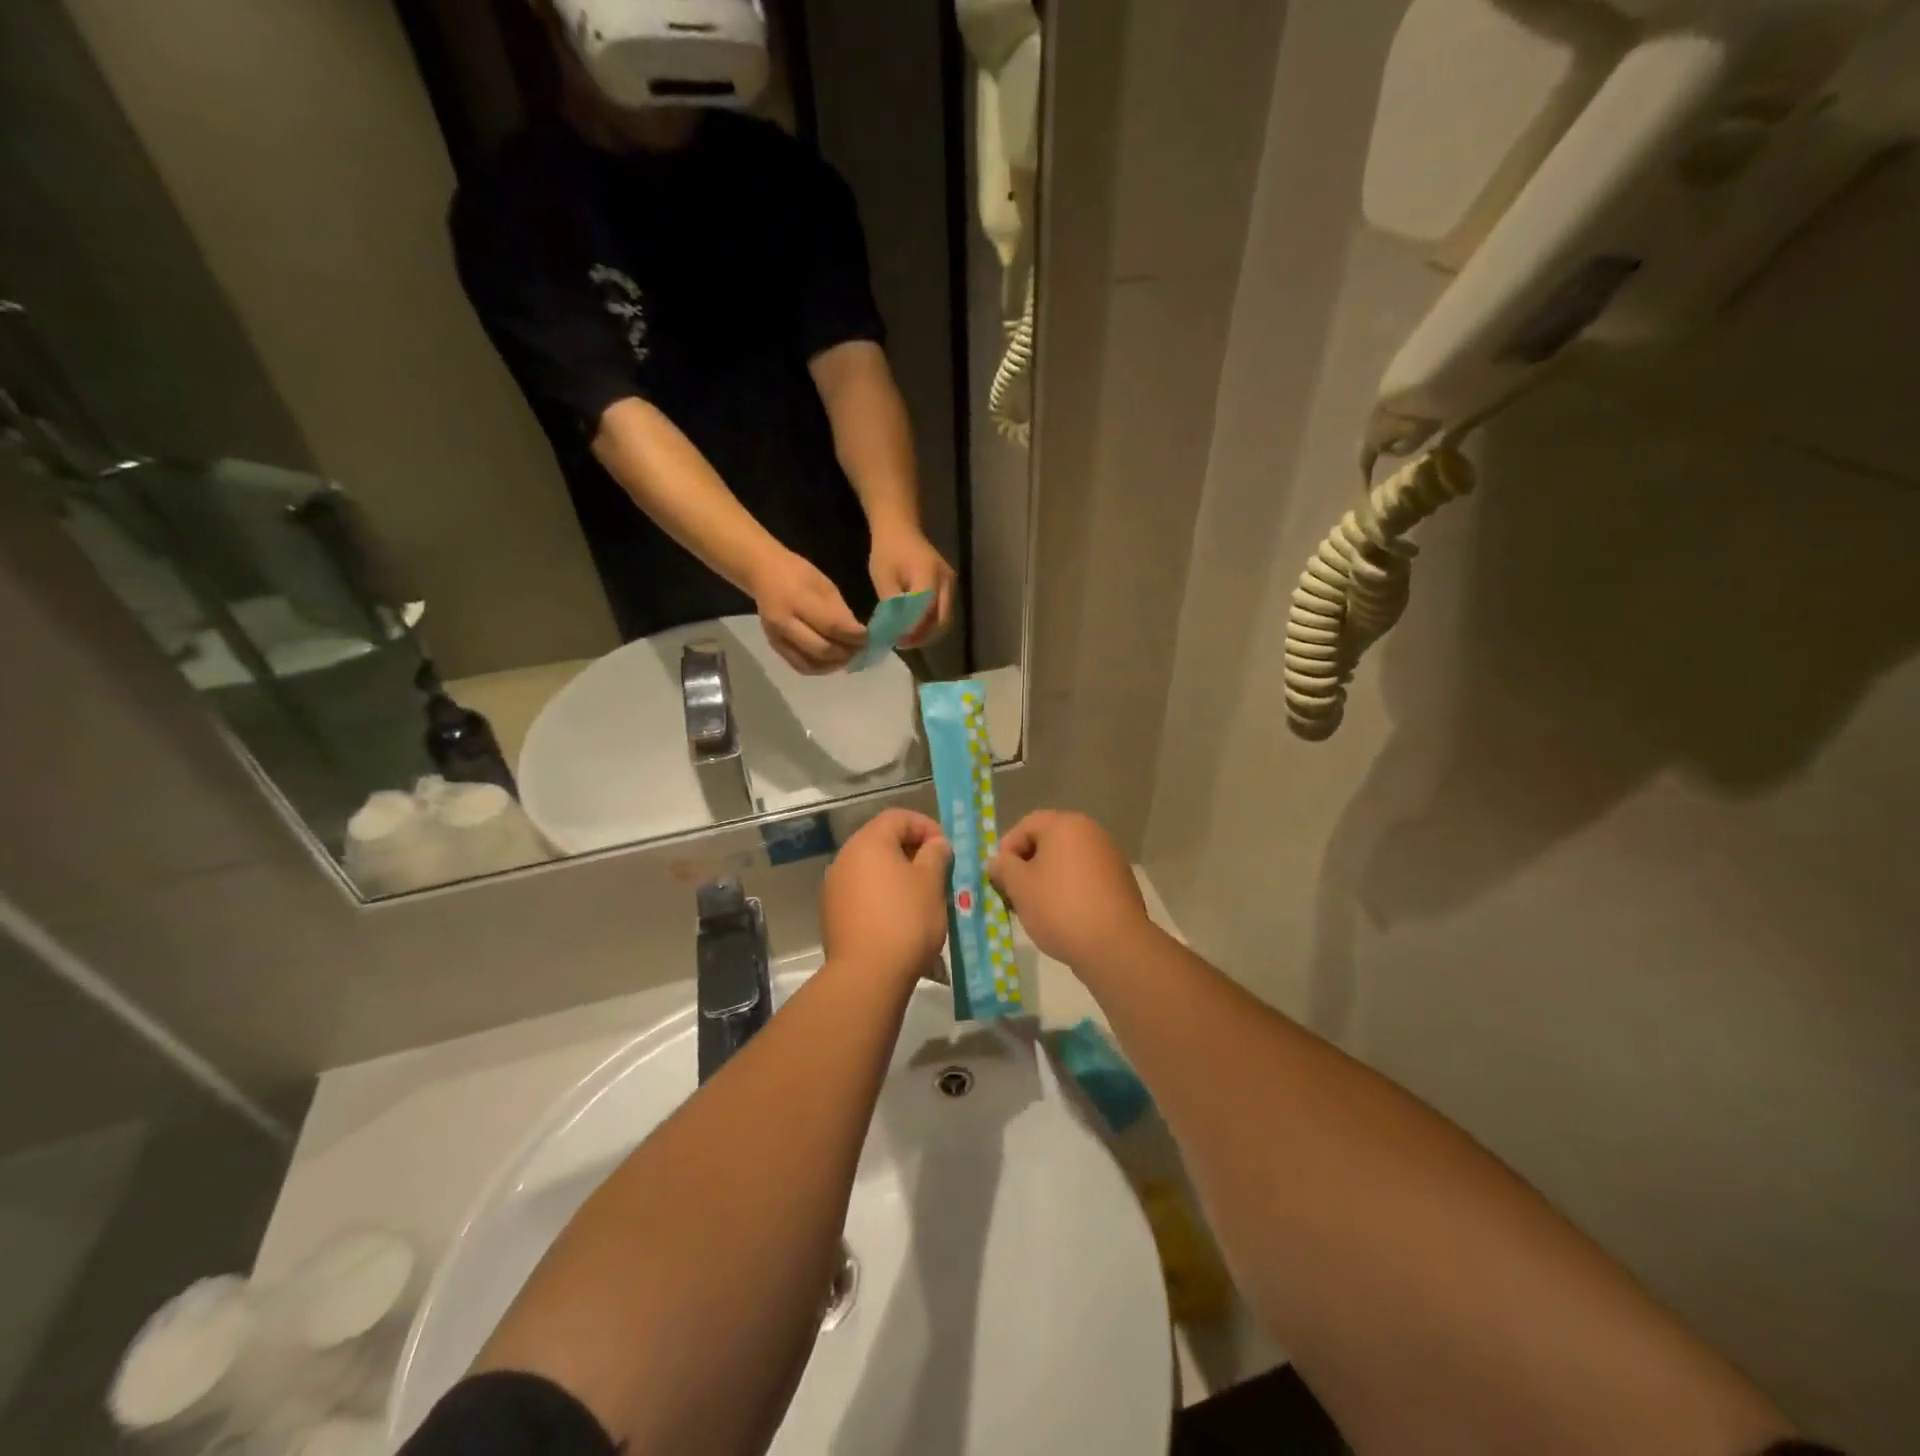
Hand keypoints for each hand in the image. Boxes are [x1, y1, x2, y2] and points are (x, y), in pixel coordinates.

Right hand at [750, 549, 865, 674]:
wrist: (763, 574)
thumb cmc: (798, 574)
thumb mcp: (824, 585)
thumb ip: (840, 612)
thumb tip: (857, 635)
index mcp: (798, 600)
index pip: (833, 626)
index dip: (855, 636)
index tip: (869, 637)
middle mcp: (785, 623)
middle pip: (822, 649)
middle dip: (847, 652)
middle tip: (861, 649)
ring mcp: (777, 638)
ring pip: (812, 664)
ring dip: (835, 664)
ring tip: (848, 657)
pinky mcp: (775, 647)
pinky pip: (801, 666)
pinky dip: (820, 668)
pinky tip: (832, 662)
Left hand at [823, 809, 951, 984]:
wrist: (866, 975)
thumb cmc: (905, 920)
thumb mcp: (931, 882)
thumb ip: (936, 854)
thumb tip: (935, 844)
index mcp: (868, 842)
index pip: (898, 817)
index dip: (926, 826)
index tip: (945, 849)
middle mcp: (845, 857)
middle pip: (882, 841)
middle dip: (913, 851)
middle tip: (938, 872)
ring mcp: (835, 886)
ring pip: (872, 868)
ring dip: (898, 874)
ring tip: (923, 896)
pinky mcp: (832, 913)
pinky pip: (863, 892)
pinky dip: (883, 894)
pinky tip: (900, 917)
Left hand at [868, 525, 954, 647]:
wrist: (900, 528)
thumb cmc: (888, 551)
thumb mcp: (882, 578)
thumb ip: (892, 604)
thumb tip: (896, 630)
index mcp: (928, 575)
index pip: (925, 611)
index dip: (913, 629)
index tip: (897, 640)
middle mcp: (946, 581)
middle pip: (942, 620)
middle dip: (923, 636)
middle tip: (903, 643)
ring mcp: (950, 584)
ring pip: (945, 619)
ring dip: (928, 632)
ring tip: (907, 638)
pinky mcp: (949, 586)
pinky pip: (943, 611)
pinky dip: (931, 623)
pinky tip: (914, 626)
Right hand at [988, 811, 1153, 969]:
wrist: (1115, 946)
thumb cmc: (1059, 907)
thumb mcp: (1019, 886)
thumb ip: (1003, 867)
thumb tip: (998, 861)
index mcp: (1065, 825)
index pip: (1026, 825)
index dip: (1006, 849)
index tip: (998, 878)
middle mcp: (1091, 832)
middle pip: (1047, 842)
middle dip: (1025, 867)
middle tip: (1012, 894)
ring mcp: (1109, 857)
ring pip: (1066, 862)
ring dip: (1046, 880)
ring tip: (1034, 910)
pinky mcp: (1120, 882)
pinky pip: (1084, 878)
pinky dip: (1068, 891)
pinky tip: (1061, 917)